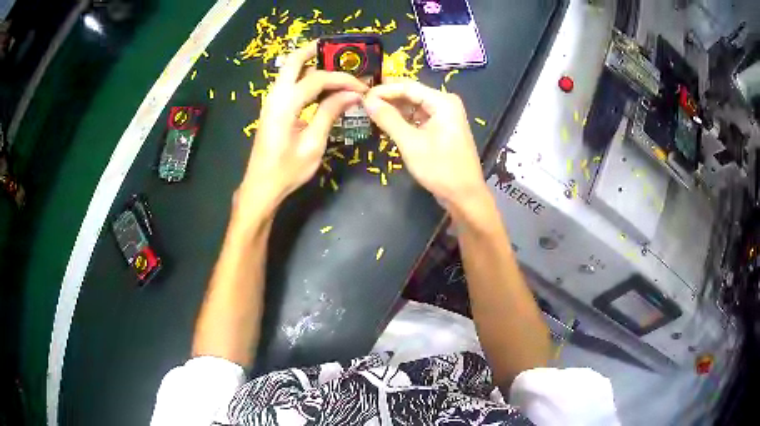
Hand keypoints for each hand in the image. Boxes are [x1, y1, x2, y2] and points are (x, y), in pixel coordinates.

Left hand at [237, 41, 367, 213]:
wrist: (261, 187)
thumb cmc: (287, 170)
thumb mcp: (313, 143)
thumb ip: (330, 113)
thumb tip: (353, 93)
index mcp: (285, 104)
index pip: (318, 79)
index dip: (343, 79)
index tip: (363, 87)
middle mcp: (275, 96)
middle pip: (293, 61)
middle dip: (316, 52)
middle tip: (340, 52)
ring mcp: (271, 101)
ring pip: (290, 71)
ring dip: (311, 65)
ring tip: (337, 69)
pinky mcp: (272, 109)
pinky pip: (290, 84)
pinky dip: (306, 79)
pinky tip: (323, 88)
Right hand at [362, 80, 486, 207]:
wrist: (465, 195)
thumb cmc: (440, 168)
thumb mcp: (411, 143)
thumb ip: (388, 119)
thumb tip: (367, 100)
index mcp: (442, 101)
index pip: (407, 86)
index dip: (383, 90)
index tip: (361, 97)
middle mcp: (445, 103)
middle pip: (411, 93)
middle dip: (387, 97)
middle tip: (363, 104)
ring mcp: (445, 115)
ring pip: (414, 105)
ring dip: (394, 108)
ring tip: (370, 112)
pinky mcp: (442, 127)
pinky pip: (419, 116)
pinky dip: (403, 119)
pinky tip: (386, 123)